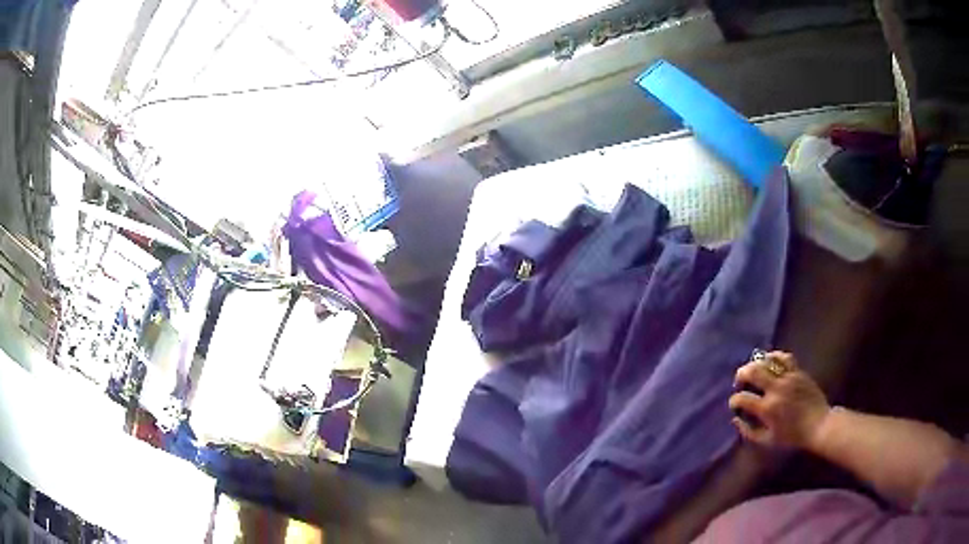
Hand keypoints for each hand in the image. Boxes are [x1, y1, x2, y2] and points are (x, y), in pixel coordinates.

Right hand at [729, 352, 830, 449]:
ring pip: (767, 360)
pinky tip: (770, 361)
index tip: (734, 405)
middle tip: (739, 382)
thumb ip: (749, 431)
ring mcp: (788, 377)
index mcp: (767, 408)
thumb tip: (736, 418)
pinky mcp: (798, 371)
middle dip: (741, 375)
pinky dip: (774, 356)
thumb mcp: (767, 441)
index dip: (734, 401)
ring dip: (755, 364)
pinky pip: (784, 357)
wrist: (819, 425)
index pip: (742, 398)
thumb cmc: (792, 437)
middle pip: (752, 371)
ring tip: (753, 371)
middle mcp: (776, 389)